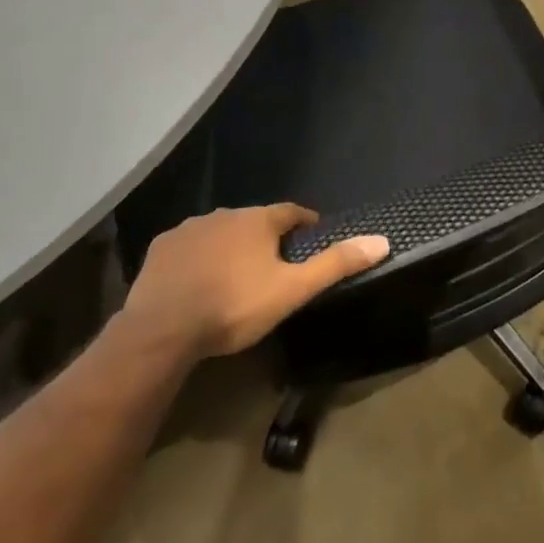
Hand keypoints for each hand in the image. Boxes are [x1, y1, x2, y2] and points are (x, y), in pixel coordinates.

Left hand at [116, 205, 389, 360]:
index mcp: (259, 220)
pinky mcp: (161, 248)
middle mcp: (225, 214)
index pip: (292, 212)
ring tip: (235, 275)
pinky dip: (198, 257)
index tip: (312, 237)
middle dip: (266, 237)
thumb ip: (335, 265)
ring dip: (231, 246)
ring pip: (220, 232)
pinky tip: (197, 280)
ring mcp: (189, 229)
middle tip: (274, 265)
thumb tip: (382, 240)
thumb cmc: (234, 306)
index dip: (305, 224)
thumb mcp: (292, 291)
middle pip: (255, 221)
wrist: (161, 330)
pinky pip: (189, 246)